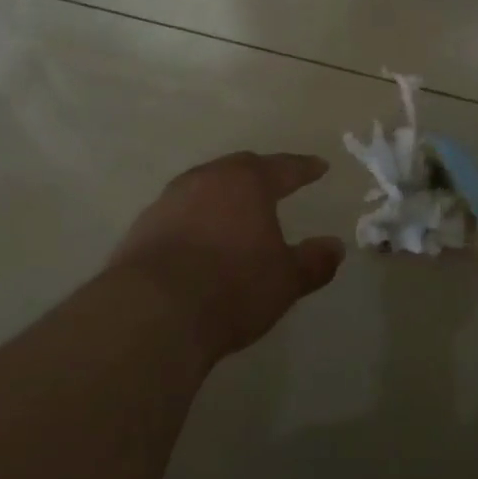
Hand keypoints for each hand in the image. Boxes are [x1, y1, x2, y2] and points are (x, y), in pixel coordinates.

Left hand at [107, 152, 346, 361]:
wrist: (153, 312)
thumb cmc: (233, 286)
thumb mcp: (286, 280)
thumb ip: (313, 261)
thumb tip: (335, 247)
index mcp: (247, 182)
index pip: (284, 168)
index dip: (304, 168)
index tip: (320, 166)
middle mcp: (206, 180)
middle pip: (239, 169)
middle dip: (260, 174)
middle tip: (276, 182)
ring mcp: (169, 201)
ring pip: (204, 187)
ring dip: (223, 196)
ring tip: (236, 211)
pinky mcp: (142, 228)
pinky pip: (179, 213)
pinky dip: (196, 220)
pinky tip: (200, 240)